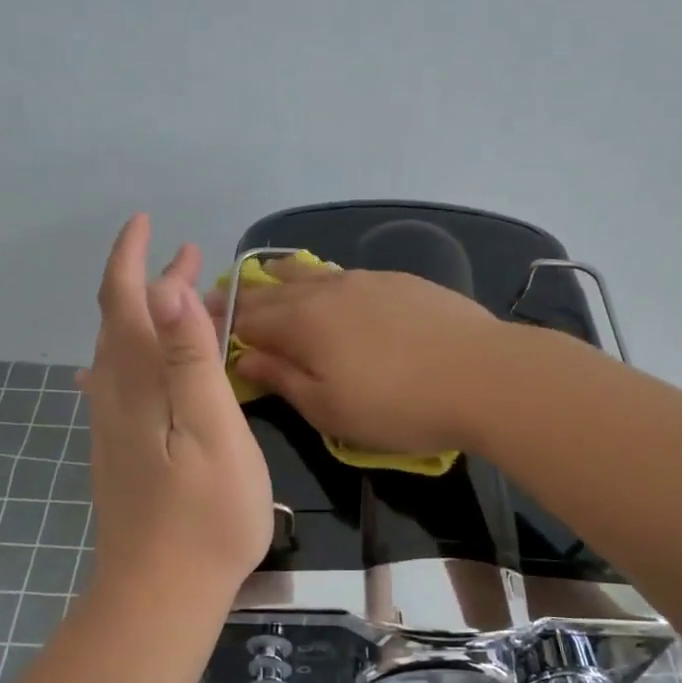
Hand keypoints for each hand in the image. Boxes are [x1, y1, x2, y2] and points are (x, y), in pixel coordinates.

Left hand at [81, 215, 271, 606]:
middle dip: (147, 279)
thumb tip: (168, 287)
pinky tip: (145, 365)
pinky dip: (142, 353)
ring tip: (181, 298)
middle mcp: (115, 396)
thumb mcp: (213, 431)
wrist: (160, 595)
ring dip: (148, 315)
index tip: (149, 223)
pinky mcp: (120, 452)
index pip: (126, 301)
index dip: (132, 257)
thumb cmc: (204, 515)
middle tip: (187, 253)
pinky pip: (123, 383)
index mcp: (139, 383)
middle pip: (120, 321)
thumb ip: (190, 360)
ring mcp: (113, 427)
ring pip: (121, 352)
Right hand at [209, 261, 505, 453]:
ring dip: (281, 280)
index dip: (219, 321)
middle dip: (244, 296)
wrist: (483, 375)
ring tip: (268, 282)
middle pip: (273, 289)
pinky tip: (330, 292)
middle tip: (222, 301)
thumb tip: (243, 356)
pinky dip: (322, 282)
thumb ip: (282, 378)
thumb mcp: (329, 409)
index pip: (246, 317)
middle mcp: (327, 291)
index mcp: (302, 323)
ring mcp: (366, 280)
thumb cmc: (398, 405)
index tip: (198, 323)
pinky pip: (345, 276)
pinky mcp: (400, 281)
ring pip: (310, 273)